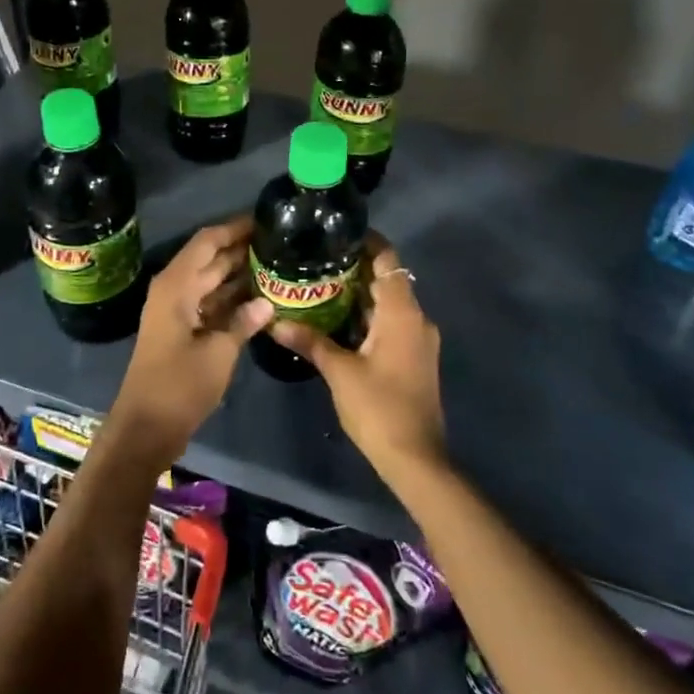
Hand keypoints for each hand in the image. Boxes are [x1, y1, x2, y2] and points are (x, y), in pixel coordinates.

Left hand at [115, 215, 272, 465]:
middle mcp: (175, 290)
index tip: (266, 220)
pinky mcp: (183, 330)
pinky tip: (262, 299)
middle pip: (211, 259)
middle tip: (282, 243)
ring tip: (278, 265)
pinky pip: (210, 303)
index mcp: (177, 286)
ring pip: (212, 281)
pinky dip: (232, 299)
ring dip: (240, 274)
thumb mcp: (218, 353)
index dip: (235, 229)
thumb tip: (267, 302)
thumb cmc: (179, 386)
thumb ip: (243, 322)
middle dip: (243, 250)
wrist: (146, 428)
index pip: (208, 241)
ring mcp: (178, 311)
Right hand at [269, 233, 445, 484]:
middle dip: (355, 268)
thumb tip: (275, 322)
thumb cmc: (379, 407)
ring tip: (320, 286)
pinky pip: (391, 323)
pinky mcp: (414, 358)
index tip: (336, 235)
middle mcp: (416, 319)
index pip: (388, 260)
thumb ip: (310, 340)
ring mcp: (418, 340)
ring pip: (388, 303)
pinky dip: (367, 316)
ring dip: (359, 294)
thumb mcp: (339, 371)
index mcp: (402, 313)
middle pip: (388, 279)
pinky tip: (337, 321)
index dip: (367, 242)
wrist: (416, 458)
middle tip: (316, 261)